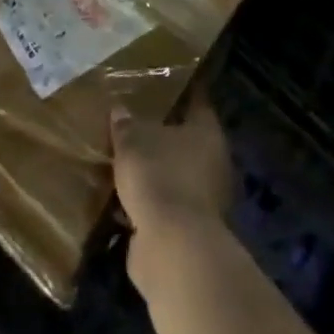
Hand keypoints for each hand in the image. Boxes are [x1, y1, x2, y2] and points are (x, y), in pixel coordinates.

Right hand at [111, 93, 233, 277]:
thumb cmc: (159, 177)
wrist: (172, 250)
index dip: (179, 92)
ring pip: (174, 176)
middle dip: (161, 136)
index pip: (196, 101)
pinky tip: (122, 199)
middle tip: (134, 123)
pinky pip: (164, 207)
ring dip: (154, 173)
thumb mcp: (132, 140)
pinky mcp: (189, 232)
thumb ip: (126, 124)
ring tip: (124, 162)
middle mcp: (213, 163)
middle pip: (185, 141)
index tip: (161, 83)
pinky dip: (148, 204)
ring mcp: (204, 200)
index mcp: (207, 132)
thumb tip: (119, 109)